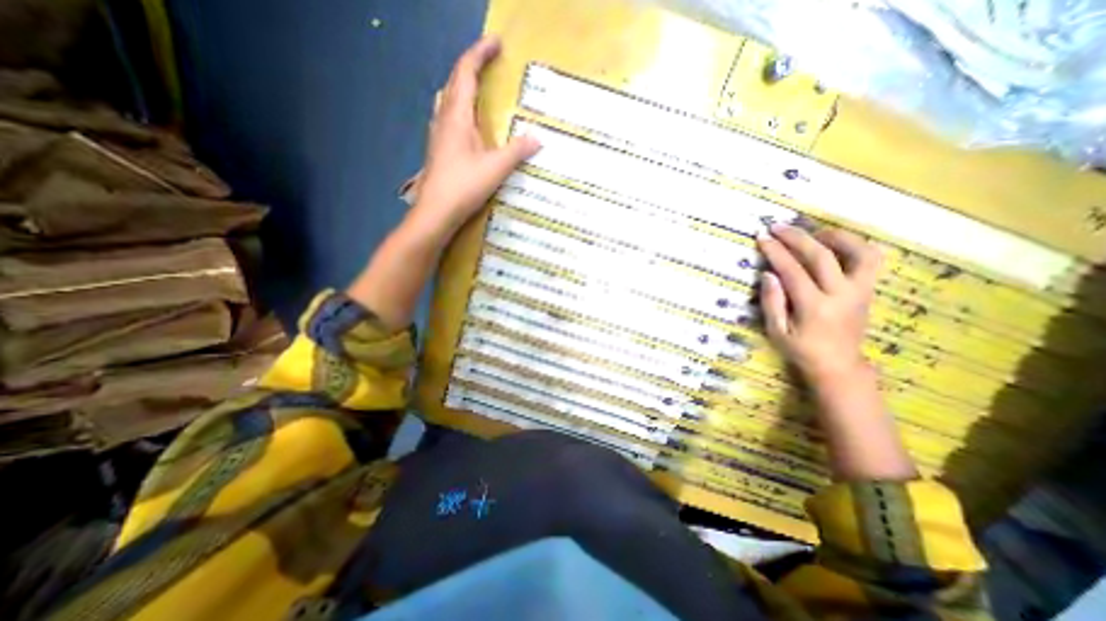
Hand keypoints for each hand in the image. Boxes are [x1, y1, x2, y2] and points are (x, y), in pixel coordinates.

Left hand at [408, 35, 541, 241]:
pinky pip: (447, 116)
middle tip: (489, 63)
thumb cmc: (464, 186)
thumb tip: (538, 138)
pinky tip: (466, 122)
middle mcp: (444, 119)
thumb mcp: (496, 168)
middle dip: (471, 66)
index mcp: (457, 116)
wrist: (436, 211)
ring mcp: (437, 134)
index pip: (466, 73)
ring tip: (477, 87)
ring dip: (462, 86)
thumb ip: (517, 151)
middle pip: (454, 81)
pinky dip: (459, 107)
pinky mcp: (438, 148)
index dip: (480, 54)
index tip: (497, 43)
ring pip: (448, 98)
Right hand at [757, 222, 877, 387]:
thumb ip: (772, 302)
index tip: (762, 237)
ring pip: (858, 252)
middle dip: (796, 238)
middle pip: (821, 256)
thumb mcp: (776, 331)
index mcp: (814, 307)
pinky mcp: (868, 290)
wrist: (838, 365)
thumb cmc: (801, 350)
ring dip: (835, 236)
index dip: (776, 252)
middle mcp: (841, 295)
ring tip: (813, 232)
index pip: (793, 271)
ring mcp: (860, 291)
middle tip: (778, 227)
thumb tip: (768, 273)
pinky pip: (870, 261)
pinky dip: (855, 246)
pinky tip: (836, 244)